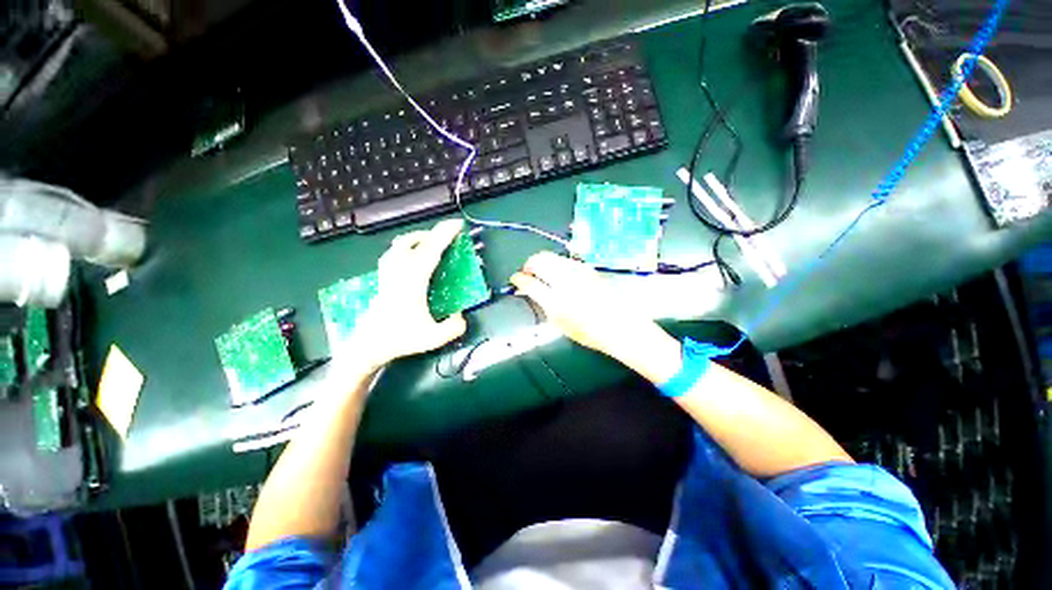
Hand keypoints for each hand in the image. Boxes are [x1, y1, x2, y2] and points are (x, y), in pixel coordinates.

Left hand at [343, 219, 467, 368]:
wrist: (367, 345)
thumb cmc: (399, 339)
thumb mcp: (433, 339)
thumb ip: (453, 328)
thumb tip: (461, 315)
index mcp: (413, 282)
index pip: (430, 251)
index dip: (445, 235)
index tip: (458, 224)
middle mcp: (399, 272)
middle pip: (415, 242)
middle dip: (435, 233)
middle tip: (450, 235)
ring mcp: (388, 273)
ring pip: (400, 244)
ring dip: (419, 238)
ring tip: (432, 242)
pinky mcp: (383, 277)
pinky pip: (393, 252)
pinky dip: (406, 246)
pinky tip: (412, 255)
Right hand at [510, 252, 675, 373]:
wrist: (621, 326)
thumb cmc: (589, 332)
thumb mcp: (560, 323)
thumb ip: (543, 304)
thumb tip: (531, 291)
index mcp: (556, 301)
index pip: (529, 282)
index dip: (518, 279)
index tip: (515, 279)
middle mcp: (566, 281)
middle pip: (539, 260)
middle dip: (528, 264)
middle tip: (527, 273)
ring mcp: (579, 271)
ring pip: (552, 256)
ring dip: (542, 261)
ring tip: (541, 272)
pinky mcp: (588, 268)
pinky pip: (566, 260)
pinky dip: (557, 263)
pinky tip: (559, 273)